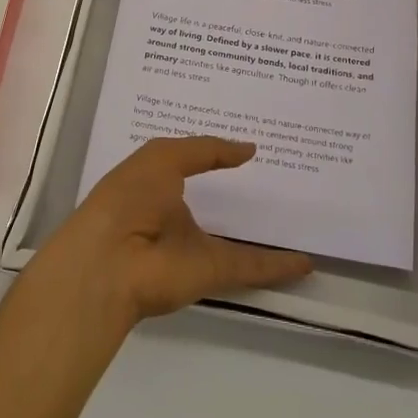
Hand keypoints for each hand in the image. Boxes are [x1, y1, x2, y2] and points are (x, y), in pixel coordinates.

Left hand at [31, 137, 312, 327]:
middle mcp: (176, 215)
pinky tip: (307, 262)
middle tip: (283, 177)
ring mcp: (195, 246)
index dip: (217, 154)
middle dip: (242, 194)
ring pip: (237, 238)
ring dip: (264, 233)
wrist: (111, 260)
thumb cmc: (130, 196)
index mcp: (158, 184)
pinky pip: (251, 267)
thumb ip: (207, 150)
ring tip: (299, 218)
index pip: (192, 164)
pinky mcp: (212, 273)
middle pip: (215, 203)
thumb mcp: (164, 157)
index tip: (249, 144)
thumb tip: (248, 149)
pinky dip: (279, 266)